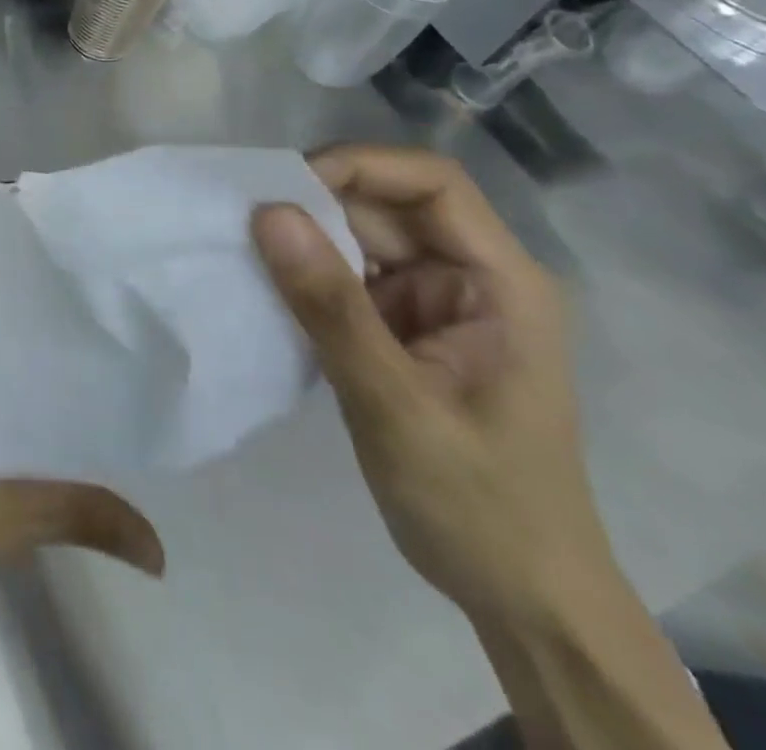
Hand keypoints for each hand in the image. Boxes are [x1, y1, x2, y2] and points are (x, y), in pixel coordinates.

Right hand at [251, 145, 610, 626]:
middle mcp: (471, 277)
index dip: (360, 167)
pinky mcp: (404, 328)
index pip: (432, 183)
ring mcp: (436, 303)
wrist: (520, 598)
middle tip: (246, 217)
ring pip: (362, 238)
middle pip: (389, 205)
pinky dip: (308, 276)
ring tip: (244, 247)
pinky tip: (267, 285)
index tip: (286, 187)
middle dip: (318, 203)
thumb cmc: (478, 504)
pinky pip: (350, 278)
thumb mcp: (395, 405)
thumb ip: (331, 306)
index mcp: (501, 282)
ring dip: (306, 239)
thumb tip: (268, 212)